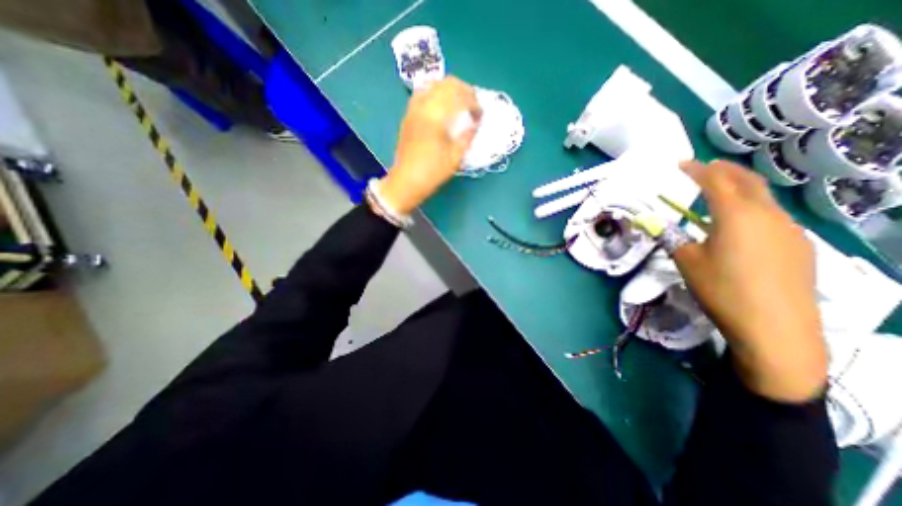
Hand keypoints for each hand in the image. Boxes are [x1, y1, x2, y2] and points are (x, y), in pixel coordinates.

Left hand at [379, 75, 481, 212]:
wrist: (406, 181)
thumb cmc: (432, 172)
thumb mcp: (455, 157)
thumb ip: (467, 136)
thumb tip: (476, 124)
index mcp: (436, 116)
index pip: (459, 95)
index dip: (474, 102)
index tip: (480, 115)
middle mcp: (423, 106)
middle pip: (446, 83)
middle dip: (464, 91)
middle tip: (472, 105)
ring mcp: (413, 109)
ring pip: (433, 85)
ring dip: (449, 90)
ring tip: (458, 105)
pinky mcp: (408, 116)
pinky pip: (422, 94)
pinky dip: (435, 95)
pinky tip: (441, 108)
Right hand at [673, 160, 827, 399]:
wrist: (775, 328)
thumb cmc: (722, 289)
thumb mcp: (686, 261)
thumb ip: (674, 238)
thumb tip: (660, 227)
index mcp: (736, 215)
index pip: (715, 181)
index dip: (697, 170)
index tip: (681, 163)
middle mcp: (767, 215)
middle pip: (747, 181)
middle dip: (724, 170)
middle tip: (705, 167)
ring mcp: (789, 230)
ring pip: (763, 198)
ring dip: (740, 188)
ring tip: (721, 190)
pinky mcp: (799, 246)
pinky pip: (773, 216)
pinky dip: (753, 207)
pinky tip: (742, 222)